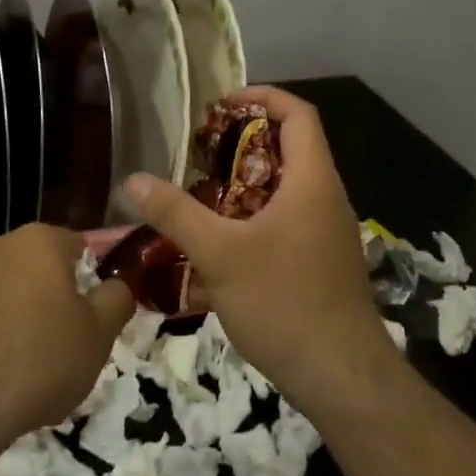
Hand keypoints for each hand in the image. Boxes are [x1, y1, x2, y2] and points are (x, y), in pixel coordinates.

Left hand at [0, 223, 133, 441]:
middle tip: (72, 340)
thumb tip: (116, 286)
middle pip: (44, 268)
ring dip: (29, 315)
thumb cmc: (43, 356)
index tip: (96, 316)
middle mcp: (0, 245)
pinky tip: (8, 369)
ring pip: (15, 291)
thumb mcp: (100, 332)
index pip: (79, 248)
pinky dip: (1, 332)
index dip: (93, 281)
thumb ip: (117, 298)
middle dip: (59, 297)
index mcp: (40, 239)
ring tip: (38, 362)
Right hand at [123, 87, 393, 415]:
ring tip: (202, 191)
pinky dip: (254, 215)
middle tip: (200, 151)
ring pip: (286, 188)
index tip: (221, 103)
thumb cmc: (284, 302)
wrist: (342, 377)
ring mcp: (327, 232)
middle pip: (290, 148)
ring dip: (246, 182)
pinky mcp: (321, 261)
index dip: (262, 97)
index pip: (298, 114)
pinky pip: (287, 219)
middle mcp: (326, 198)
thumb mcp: (220, 255)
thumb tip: (133, 180)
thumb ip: (175, 214)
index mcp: (312, 182)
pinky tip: (221, 241)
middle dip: (244, 141)